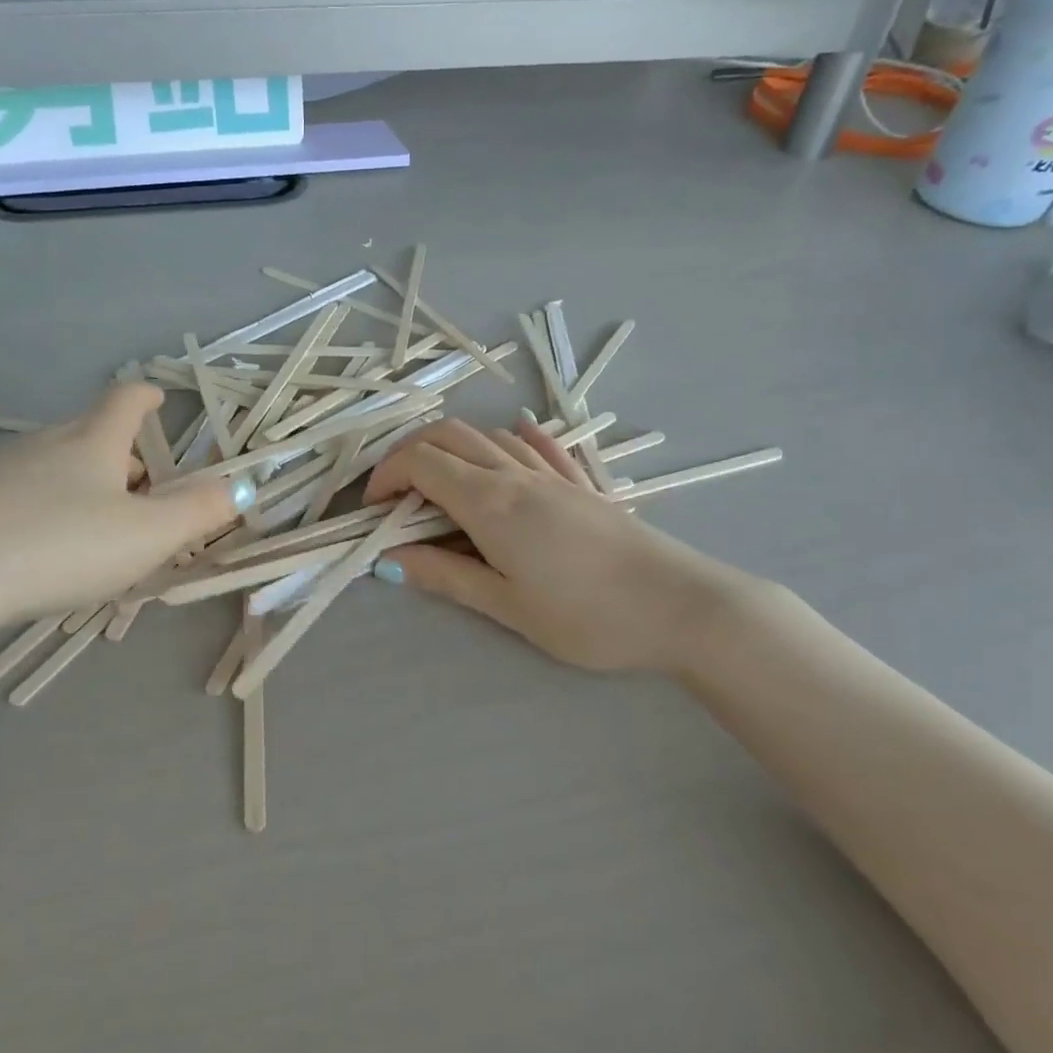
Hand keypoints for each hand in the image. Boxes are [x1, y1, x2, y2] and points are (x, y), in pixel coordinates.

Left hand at [0, 383, 248, 638]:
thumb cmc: (58, 546)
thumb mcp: (146, 536)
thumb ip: (199, 513)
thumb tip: (245, 487)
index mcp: (92, 444)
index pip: (125, 402)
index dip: (147, 397)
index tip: (159, 397)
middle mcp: (41, 444)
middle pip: (87, 435)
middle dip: (118, 455)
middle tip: (137, 492)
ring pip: (47, 467)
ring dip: (75, 487)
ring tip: (87, 531)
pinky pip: (8, 496)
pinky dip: (32, 512)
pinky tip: (27, 551)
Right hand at [362, 417, 756, 672]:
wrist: (680, 606)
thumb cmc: (588, 616)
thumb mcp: (508, 606)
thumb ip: (447, 576)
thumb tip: (390, 560)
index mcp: (491, 503)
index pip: (421, 463)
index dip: (386, 476)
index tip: (373, 510)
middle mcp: (516, 476)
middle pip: (449, 435)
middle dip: (409, 452)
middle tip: (395, 493)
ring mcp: (553, 475)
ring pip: (489, 437)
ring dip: (452, 449)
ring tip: (439, 486)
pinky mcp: (583, 485)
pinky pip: (539, 446)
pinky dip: (512, 438)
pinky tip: (512, 438)